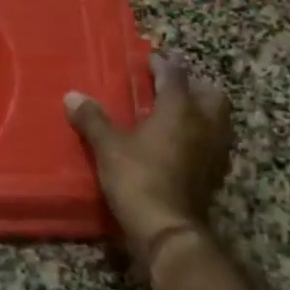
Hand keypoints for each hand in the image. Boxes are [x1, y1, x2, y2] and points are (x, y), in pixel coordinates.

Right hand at [65, 59, 233, 267]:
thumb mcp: (108, 146)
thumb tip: (72, 96)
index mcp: (180, 109)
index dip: (162, 64)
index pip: (175, 75)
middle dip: (192, 86)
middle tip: (169, 87)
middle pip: (209, 94)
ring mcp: (214, 151)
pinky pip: (212, 143)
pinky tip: (179, 145)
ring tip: (174, 115)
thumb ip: (93, 119)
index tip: (149, 60)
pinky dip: (199, 137)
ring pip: (217, 119)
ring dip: (200, 112)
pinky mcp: (215, 175)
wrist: (168, 230)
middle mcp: (204, 124)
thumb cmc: (138, 178)